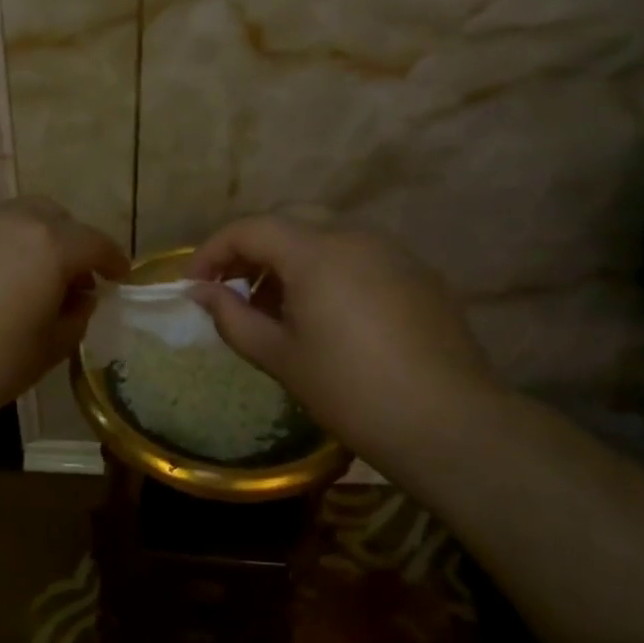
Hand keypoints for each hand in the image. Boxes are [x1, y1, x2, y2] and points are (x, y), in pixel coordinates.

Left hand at [0, 197, 128, 439]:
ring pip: (12, 218)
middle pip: (53, 217)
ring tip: (22, 280)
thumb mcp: (47, 349)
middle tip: (69, 278)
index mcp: (48, 244)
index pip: (94, 242)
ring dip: (29, 241)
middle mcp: (8, 219)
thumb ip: (75, 315)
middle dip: (70, 242)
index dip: (113, 260)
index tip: (119, 276)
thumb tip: (80, 297)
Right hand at [187, 215, 509, 463]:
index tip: (195, 285)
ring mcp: (393, 251)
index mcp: (315, 251)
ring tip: (280, 307)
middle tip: (234, 290)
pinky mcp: (420, 273)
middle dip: (253, 249)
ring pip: (327, 235)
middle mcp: (355, 236)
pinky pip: (361, 256)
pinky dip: (330, 270)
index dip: (213, 251)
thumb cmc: (350, 390)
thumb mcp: (279, 356)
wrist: (448, 422)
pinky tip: (331, 316)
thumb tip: (200, 292)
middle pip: (288, 220)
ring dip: (292, 259)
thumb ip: (232, 317)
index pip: (250, 228)